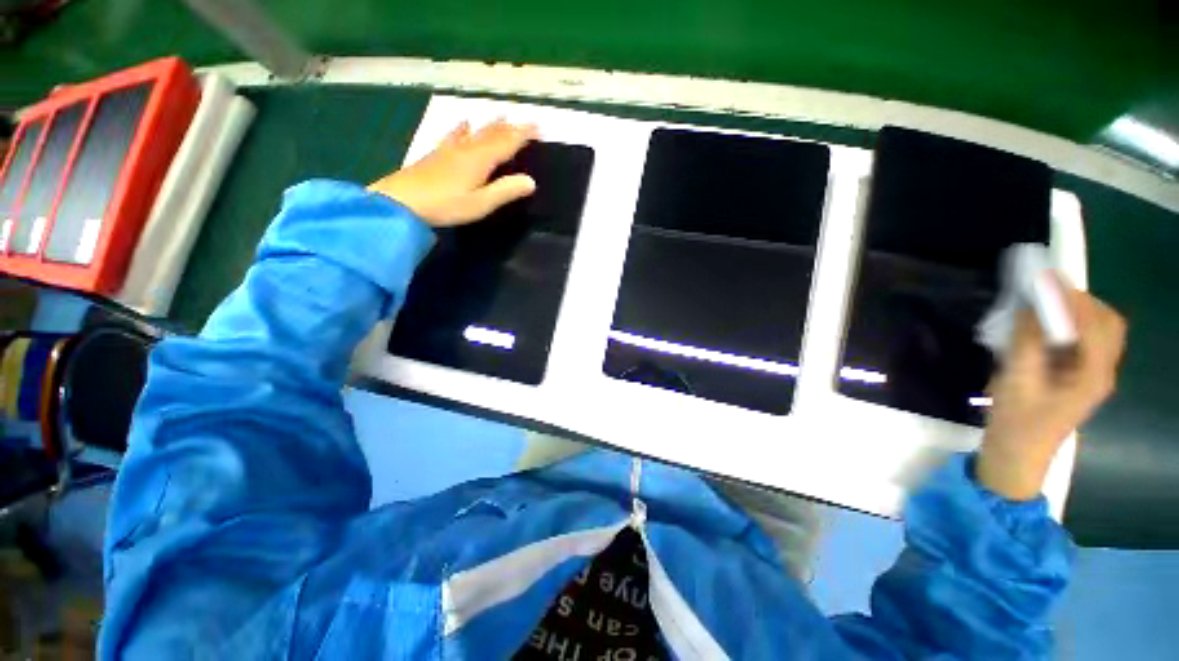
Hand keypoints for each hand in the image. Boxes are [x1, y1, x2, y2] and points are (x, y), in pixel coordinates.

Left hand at [368, 120, 537, 226]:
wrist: (402, 201)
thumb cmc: (446, 205)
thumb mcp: (481, 203)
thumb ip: (506, 191)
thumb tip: (531, 181)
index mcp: (480, 160)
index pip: (507, 142)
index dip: (523, 134)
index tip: (538, 126)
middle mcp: (467, 149)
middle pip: (492, 134)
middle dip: (510, 127)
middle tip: (525, 122)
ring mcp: (450, 149)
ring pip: (475, 132)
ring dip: (490, 124)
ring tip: (500, 115)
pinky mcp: (437, 154)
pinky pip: (455, 134)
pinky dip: (463, 128)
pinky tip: (463, 123)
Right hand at [977, 287, 1126, 499]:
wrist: (1017, 453)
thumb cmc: (1016, 421)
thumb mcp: (1016, 381)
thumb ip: (1027, 342)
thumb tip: (1030, 306)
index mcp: (1091, 375)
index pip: (1095, 324)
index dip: (1072, 299)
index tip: (1043, 280)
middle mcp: (1101, 371)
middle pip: (1108, 324)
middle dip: (1081, 302)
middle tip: (1046, 292)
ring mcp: (1093, 375)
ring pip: (1100, 330)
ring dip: (1077, 312)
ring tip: (1045, 305)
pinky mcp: (1081, 376)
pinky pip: (1086, 340)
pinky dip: (1070, 324)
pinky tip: (1047, 326)